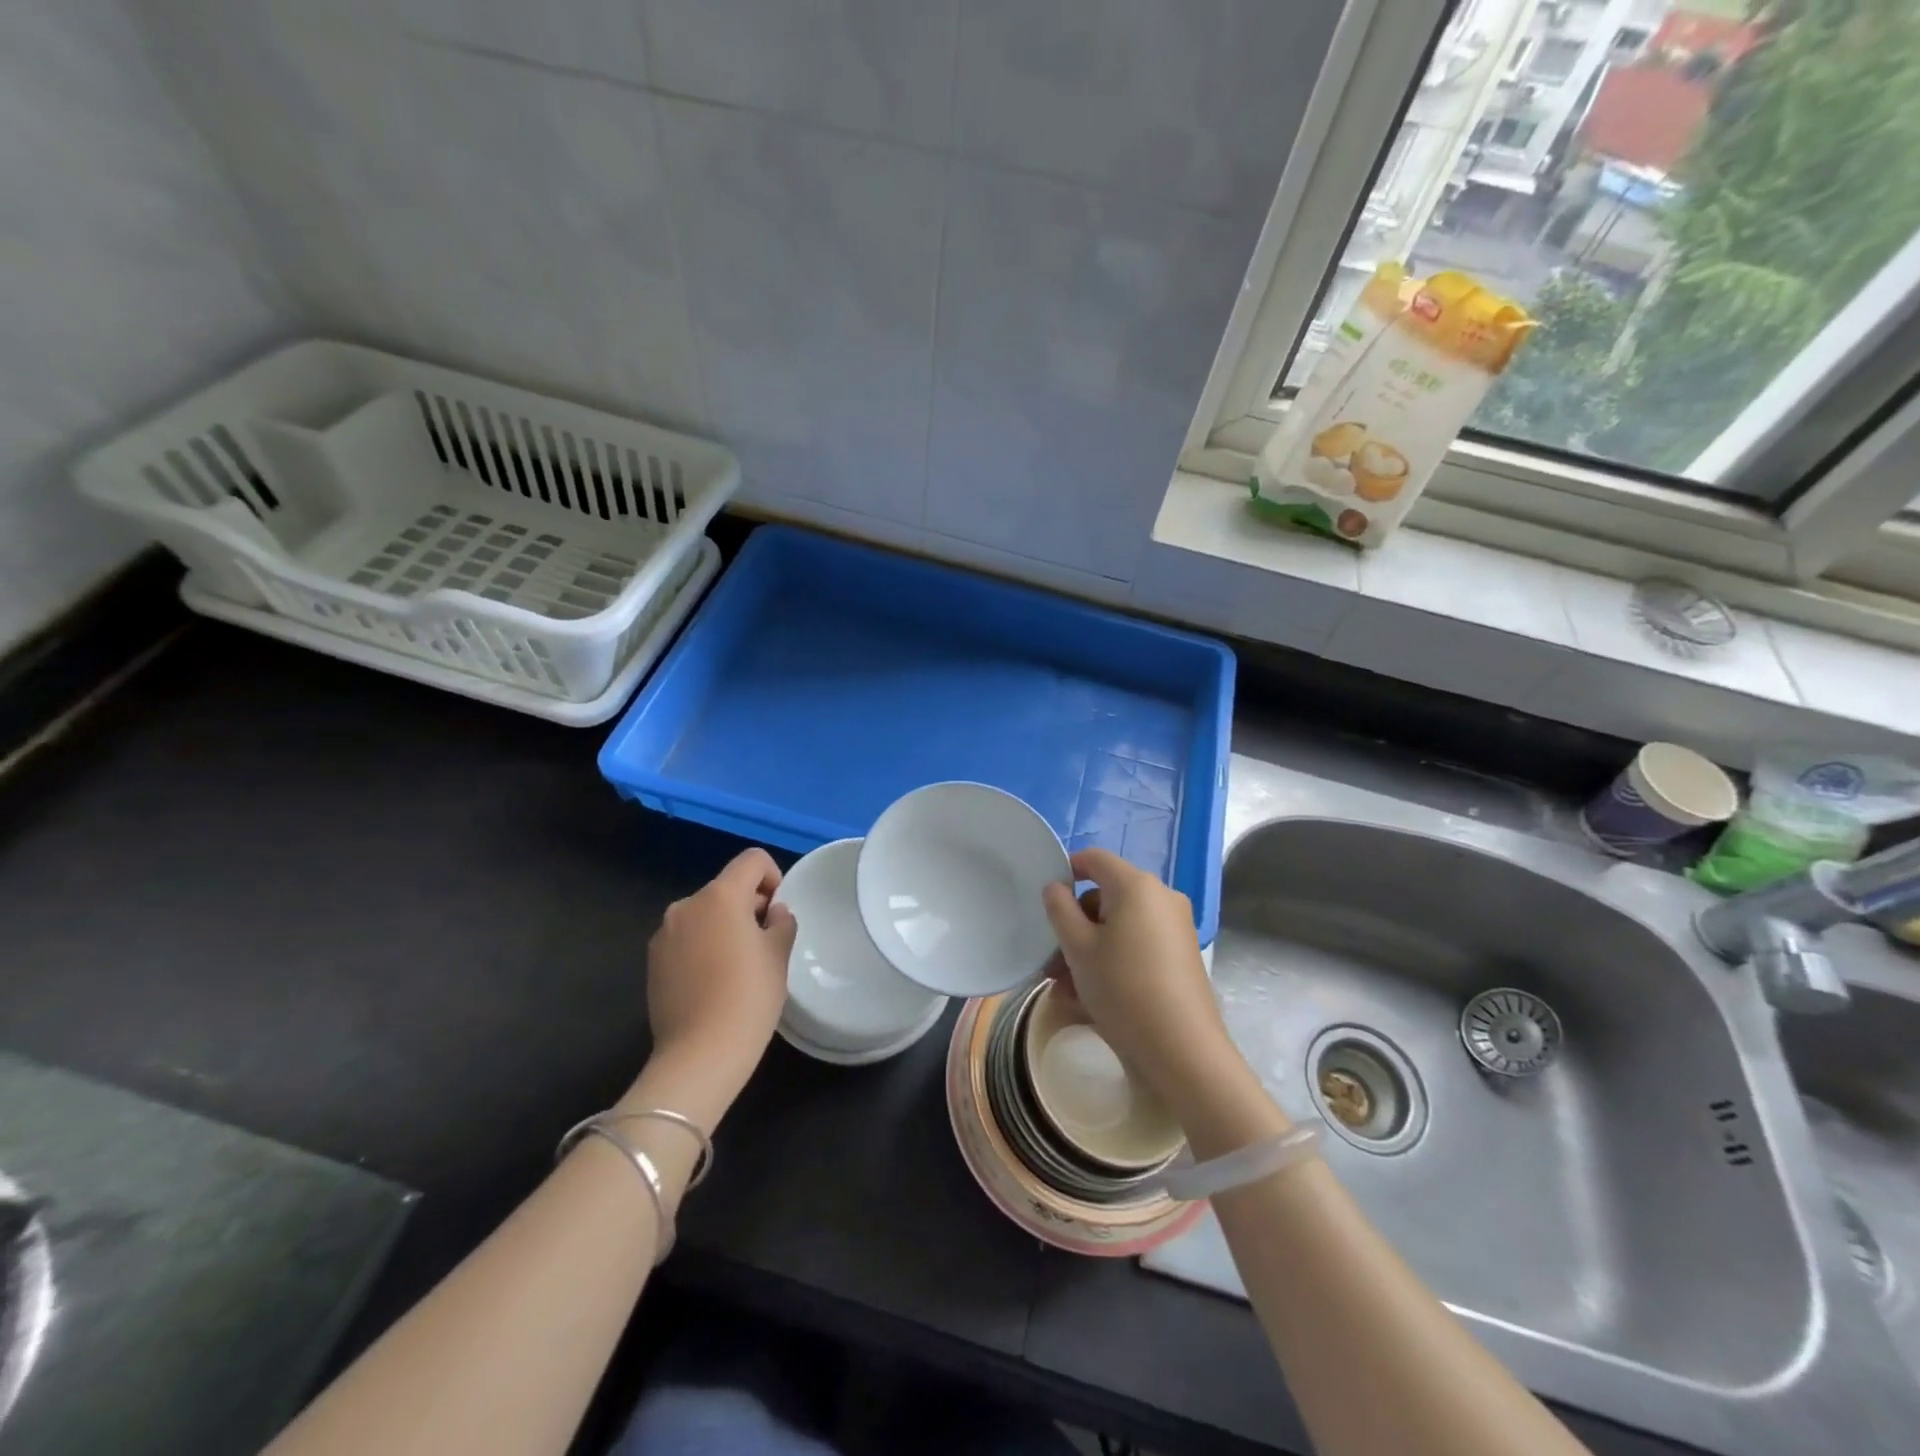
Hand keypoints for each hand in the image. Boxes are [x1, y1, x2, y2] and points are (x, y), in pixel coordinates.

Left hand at [643, 848, 796, 1118]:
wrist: (699, 1054)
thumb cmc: (748, 997)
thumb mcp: (779, 955)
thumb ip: (781, 922)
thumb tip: (773, 913)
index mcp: (720, 896)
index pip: (752, 860)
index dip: (772, 877)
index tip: (777, 913)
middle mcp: (687, 905)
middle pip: (726, 888)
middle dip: (748, 906)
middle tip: (764, 945)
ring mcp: (664, 933)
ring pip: (705, 914)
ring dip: (723, 927)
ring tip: (737, 968)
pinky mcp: (653, 961)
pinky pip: (686, 938)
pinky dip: (702, 947)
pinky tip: (712, 983)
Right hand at [1041, 848, 1237, 1116]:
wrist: (1182, 1050)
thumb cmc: (1123, 989)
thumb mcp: (1079, 948)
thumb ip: (1060, 909)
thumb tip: (1056, 886)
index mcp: (1136, 885)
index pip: (1094, 858)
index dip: (1067, 871)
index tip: (1047, 902)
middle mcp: (1161, 897)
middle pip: (1107, 896)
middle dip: (1075, 924)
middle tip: (1052, 961)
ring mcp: (1175, 927)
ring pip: (1120, 926)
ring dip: (1089, 949)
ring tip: (1065, 988)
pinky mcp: (1181, 955)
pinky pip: (1138, 945)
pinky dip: (1113, 960)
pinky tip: (1091, 997)